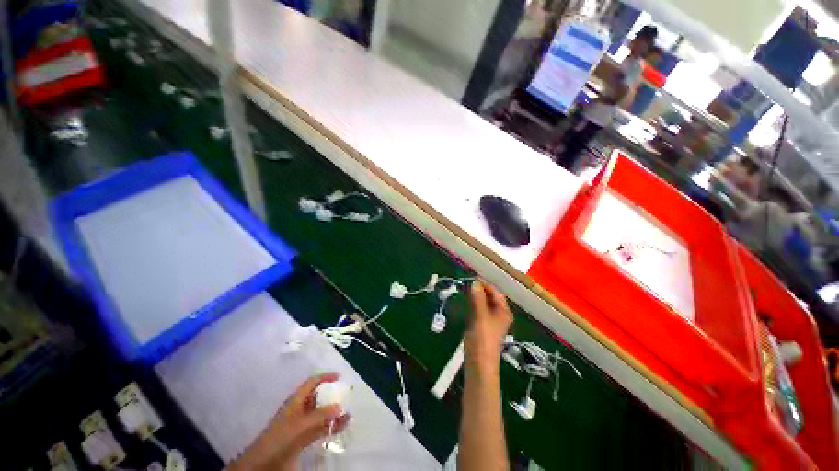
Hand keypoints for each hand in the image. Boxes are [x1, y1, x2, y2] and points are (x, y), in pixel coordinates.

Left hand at [230, 373, 350, 470]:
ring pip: (320, 413)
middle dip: (331, 395)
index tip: (339, 376)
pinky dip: (331, 426)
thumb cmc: (280, 437)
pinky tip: (342, 426)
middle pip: (318, 396)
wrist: (263, 463)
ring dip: (333, 412)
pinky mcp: (302, 437)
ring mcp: (301, 423)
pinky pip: (320, 428)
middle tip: (346, 395)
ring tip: (348, 412)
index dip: (325, 377)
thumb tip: (340, 406)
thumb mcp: (301, 424)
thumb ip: (320, 415)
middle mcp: (299, 408)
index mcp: (296, 400)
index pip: (312, 382)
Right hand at [465, 281, 512, 376]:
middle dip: (480, 290)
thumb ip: (478, 298)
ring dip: (476, 297)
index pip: (496, 293)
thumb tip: (475, 283)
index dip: (485, 285)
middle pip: (491, 298)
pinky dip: (473, 305)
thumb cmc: (483, 338)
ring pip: (484, 304)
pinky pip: (479, 311)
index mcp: (503, 312)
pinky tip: (466, 303)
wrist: (479, 363)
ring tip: (466, 290)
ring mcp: (490, 321)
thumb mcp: (480, 316)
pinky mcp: (482, 327)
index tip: (473, 278)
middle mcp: (499, 315)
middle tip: (467, 284)